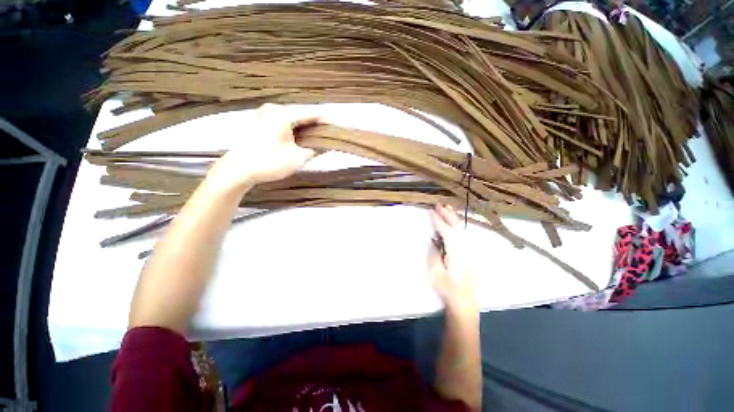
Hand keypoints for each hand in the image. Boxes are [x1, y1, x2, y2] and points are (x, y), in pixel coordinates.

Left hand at [207, 103, 320, 189]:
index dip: (326, 119)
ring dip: (306, 127)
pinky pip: (284, 122)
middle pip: (302, 114)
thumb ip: (314, 151)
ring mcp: (265, 115)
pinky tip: (302, 137)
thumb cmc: (268, 163)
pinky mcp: (261, 123)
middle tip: (329, 133)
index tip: (337, 125)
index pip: (311, 113)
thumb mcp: (297, 159)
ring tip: (319, 136)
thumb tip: (324, 146)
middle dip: (316, 124)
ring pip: (293, 118)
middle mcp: (274, 110)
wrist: (238, 170)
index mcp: (283, 115)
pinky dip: (295, 129)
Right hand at [429, 204, 478, 314]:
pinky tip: (453, 221)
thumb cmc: (447, 289)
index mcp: (456, 253)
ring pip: (461, 230)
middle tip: (438, 205)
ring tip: (446, 208)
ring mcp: (467, 251)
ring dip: (453, 218)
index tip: (430, 212)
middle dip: (447, 215)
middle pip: (456, 228)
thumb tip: (434, 239)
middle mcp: (464, 249)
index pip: (447, 232)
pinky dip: (456, 225)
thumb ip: (434, 254)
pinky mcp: (466, 253)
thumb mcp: (436, 274)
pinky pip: (461, 234)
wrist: (464, 302)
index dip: (438, 221)